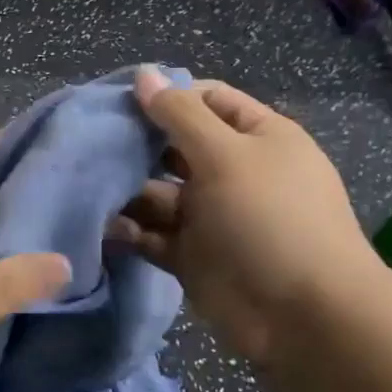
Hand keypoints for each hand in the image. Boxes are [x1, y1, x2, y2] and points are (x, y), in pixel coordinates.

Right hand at [108, 67, 380, 361]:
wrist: (303, 317)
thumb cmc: (269, 219)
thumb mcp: (226, 155)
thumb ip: (179, 115)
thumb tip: (144, 74)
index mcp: (257, 138)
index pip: (207, 100)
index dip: (166, 96)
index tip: (118, 101)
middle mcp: (233, 172)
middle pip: (175, 146)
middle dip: (136, 145)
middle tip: (89, 143)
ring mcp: (212, 215)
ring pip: (158, 192)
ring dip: (127, 191)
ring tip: (88, 188)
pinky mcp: (192, 255)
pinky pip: (153, 234)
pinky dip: (130, 231)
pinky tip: (107, 229)